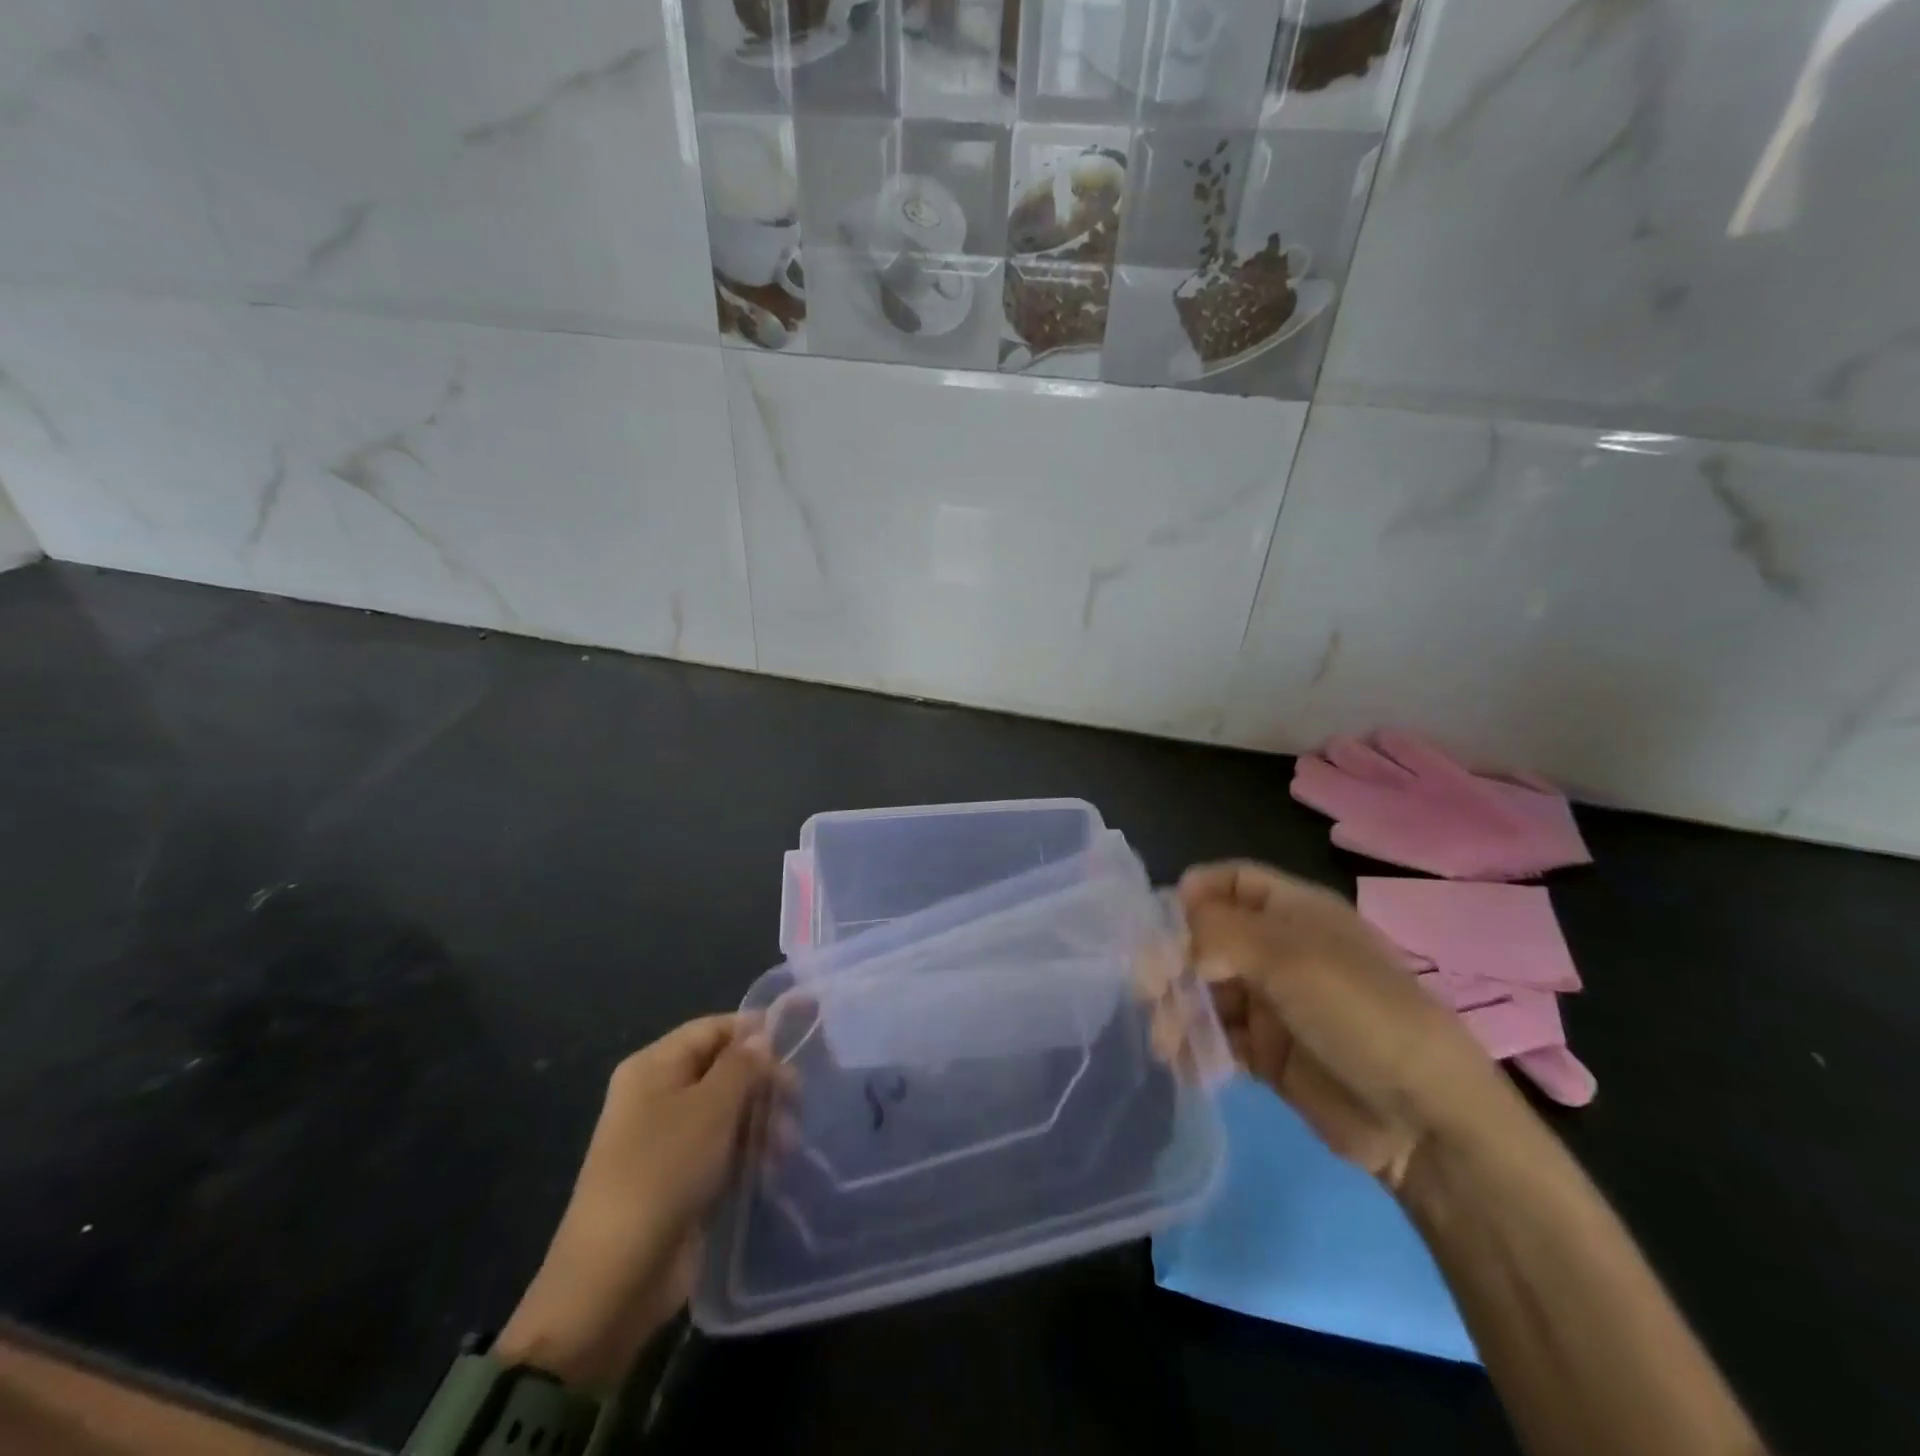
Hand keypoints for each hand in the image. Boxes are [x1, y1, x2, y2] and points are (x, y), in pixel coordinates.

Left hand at [495, 1015, 774, 1390]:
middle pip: (723, 1069)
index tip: (800, 1036)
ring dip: (762, 1121)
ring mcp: (669, 1140)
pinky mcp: (681, 1179)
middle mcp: (658, 1096)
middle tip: (798, 1098)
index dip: (755, 1029)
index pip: (713, 1028)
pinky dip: (749, 1152)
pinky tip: (773, 1168)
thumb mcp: (710, 1108)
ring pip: (728, 1111)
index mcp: (653, 1067)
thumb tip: (761, 1037)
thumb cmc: (662, 1172)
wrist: (615, 1278)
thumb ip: (742, 1066)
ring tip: (788, 1144)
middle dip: (763, 1081)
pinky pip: (723, 1150)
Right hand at [1178, 861, 1518, 1190]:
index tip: (1158, 923)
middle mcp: (1280, 951)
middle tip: (1149, 990)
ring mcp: (1274, 1004)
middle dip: (1173, 960)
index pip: (1230, 882)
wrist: (1424, 1121)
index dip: (1192, 894)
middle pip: (1207, 939)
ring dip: (1178, 1009)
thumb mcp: (1288, 956)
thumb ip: (1217, 933)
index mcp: (1294, 912)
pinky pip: (1217, 1039)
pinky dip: (1195, 1047)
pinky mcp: (1268, 1054)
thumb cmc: (1359, 1013)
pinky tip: (1183, 1064)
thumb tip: (1170, 939)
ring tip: (1165, 1040)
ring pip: (1206, 991)